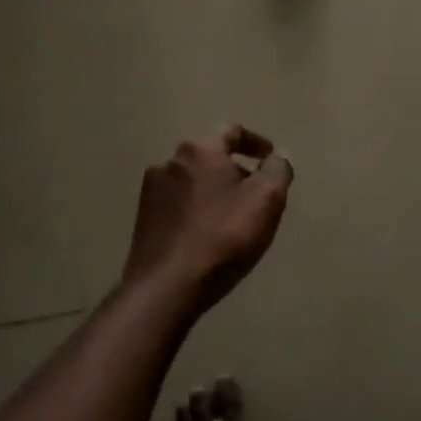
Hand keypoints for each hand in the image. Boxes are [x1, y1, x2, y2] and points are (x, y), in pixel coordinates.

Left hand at [124, 127, 292, 313]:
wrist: (166, 288)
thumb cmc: (223, 237)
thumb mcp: (267, 199)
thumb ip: (278, 170)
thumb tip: (276, 158)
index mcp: (199, 150)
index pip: (232, 131)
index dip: (256, 142)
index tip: (271, 159)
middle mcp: (170, 162)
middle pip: (211, 157)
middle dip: (236, 171)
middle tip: (256, 195)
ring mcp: (151, 192)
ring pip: (194, 181)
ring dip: (215, 191)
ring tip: (233, 219)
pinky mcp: (143, 220)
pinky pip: (179, 205)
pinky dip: (197, 210)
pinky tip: (208, 235)